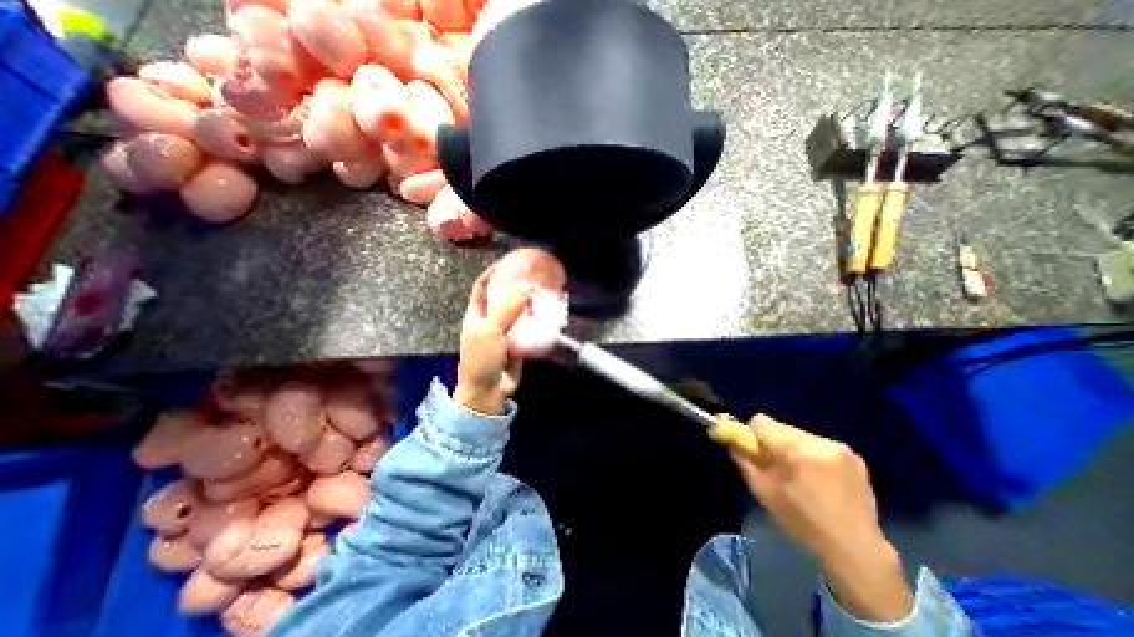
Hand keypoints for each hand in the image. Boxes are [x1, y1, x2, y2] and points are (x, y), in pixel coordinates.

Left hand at [456, 266, 530, 416]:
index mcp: (477, 314)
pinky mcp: (518, 343)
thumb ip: (507, 310)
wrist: (487, 391)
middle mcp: (491, 320)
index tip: (508, 262)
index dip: (493, 272)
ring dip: (529, 303)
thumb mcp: (490, 331)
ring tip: (544, 293)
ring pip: (518, 312)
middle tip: (533, 277)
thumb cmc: (481, 359)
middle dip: (516, 286)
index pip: (482, 286)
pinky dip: (537, 321)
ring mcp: (505, 332)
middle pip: (503, 297)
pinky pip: (528, 328)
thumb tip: (525, 290)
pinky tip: (548, 316)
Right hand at [735, 414, 910, 620]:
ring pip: (799, 435)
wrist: (856, 550)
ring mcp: (840, 448)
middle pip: (780, 427)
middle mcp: (819, 442)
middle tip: (776, 467)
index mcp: (796, 450)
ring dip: (792, 448)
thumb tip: (731, 439)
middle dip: (773, 442)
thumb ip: (743, 459)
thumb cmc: (802, 521)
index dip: (751, 434)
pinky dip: (811, 455)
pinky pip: (818, 444)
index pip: (760, 421)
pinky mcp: (854, 456)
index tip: (754, 452)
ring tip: (799, 475)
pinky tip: (818, 478)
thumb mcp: (762, 490)